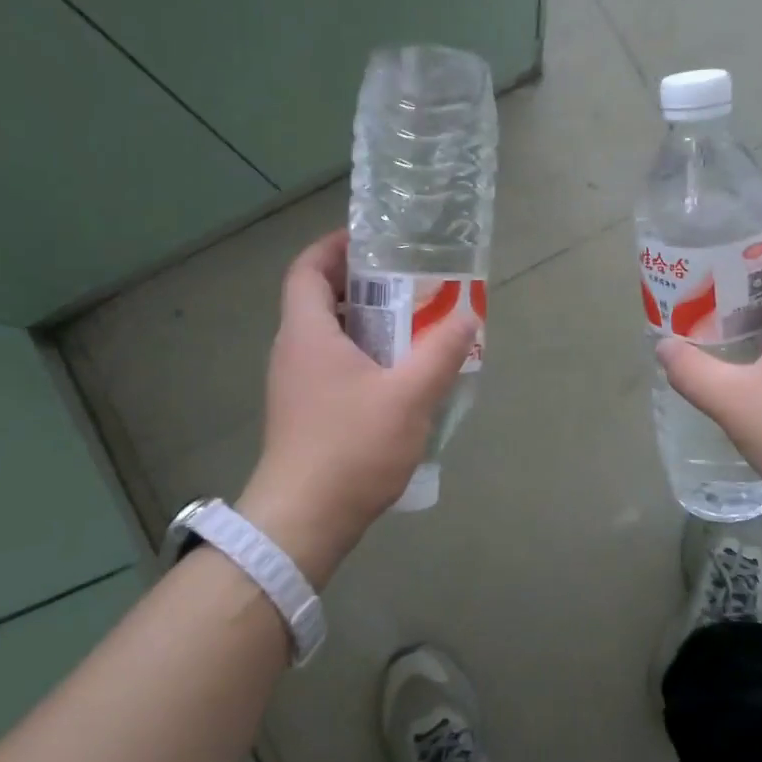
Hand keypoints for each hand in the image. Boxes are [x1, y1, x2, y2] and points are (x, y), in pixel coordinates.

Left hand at [235, 230, 475, 585]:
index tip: (372, 240)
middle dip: (362, 283)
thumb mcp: (410, 395)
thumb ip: (442, 350)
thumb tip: (467, 313)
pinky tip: (400, 374)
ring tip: (413, 323)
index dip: (335, 246)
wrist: (304, 521)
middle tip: (408, 281)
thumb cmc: (351, 447)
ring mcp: (296, 385)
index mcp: (307, 333)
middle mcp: (293, 351)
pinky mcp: (305, 413)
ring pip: (329, 335)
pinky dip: (364, 354)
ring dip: (367, 322)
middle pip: (320, 298)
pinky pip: (334, 364)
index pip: (307, 268)